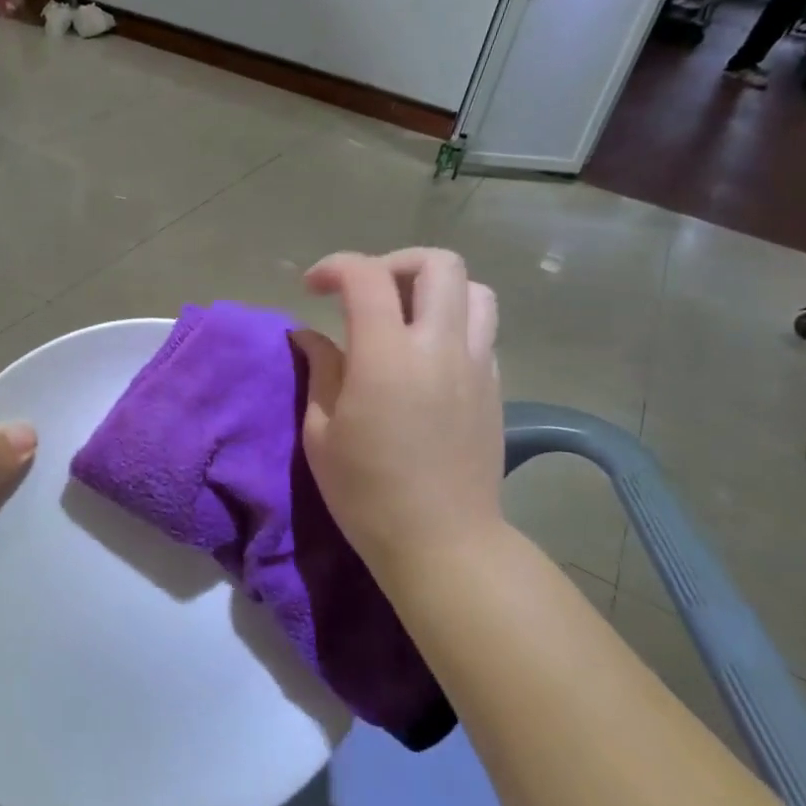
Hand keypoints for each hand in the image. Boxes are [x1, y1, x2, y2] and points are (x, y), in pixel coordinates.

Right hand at [293, 250, 503, 574]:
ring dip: (434, 288)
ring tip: (404, 315)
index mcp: (386, 357)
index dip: (335, 267)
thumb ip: (320, 370)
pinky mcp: (495, 385)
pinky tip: (426, 355)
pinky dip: (453, 322)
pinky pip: (482, 329)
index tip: (312, 287)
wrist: (442, 542)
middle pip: (437, 264)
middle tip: (365, 292)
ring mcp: (475, 364)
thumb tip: (311, 335)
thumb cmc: (366, 493)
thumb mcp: (321, 433)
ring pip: (474, 289)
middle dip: (393, 263)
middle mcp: (439, 347)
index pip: (366, 277)